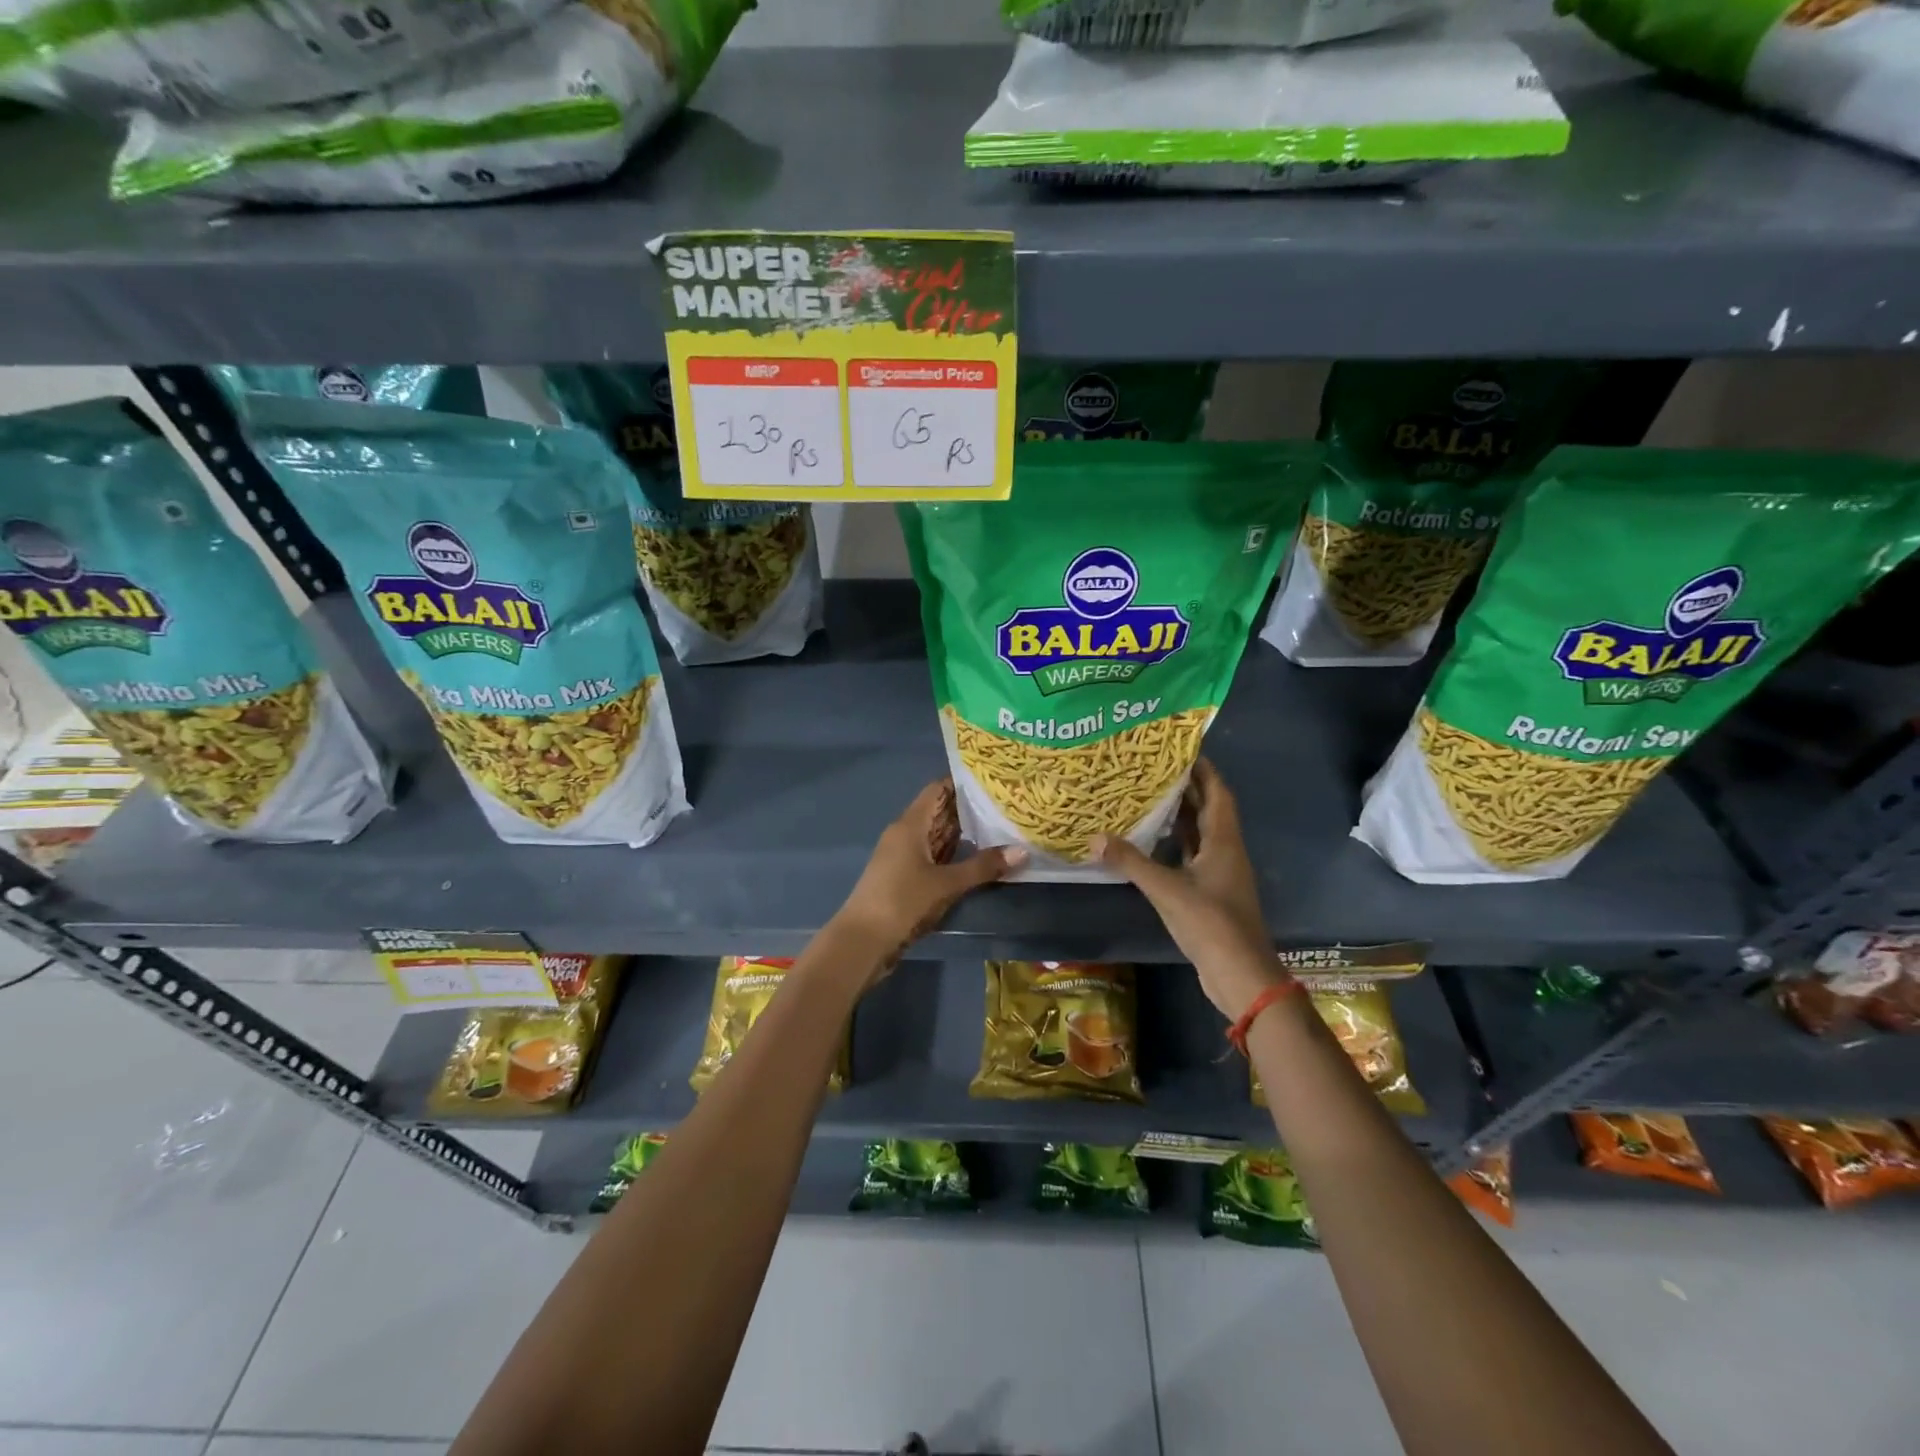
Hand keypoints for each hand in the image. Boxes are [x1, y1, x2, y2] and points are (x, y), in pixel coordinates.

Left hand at [834, 780, 1025, 969]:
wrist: (862, 941)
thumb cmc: (902, 901)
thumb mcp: (946, 884)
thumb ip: (983, 866)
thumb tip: (1023, 851)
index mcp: (910, 825)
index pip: (937, 791)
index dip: (962, 783)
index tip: (992, 780)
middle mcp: (905, 834)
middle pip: (939, 812)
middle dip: (969, 809)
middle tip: (1005, 803)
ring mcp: (904, 856)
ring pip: (937, 836)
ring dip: (963, 833)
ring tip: (999, 825)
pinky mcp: (905, 877)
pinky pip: (934, 856)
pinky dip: (954, 853)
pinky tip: (977, 857)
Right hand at [1092, 759, 1286, 1020]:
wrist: (1240, 975)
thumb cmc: (1211, 924)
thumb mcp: (1167, 890)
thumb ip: (1131, 862)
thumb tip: (1094, 838)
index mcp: (1224, 841)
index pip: (1217, 793)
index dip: (1203, 769)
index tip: (1179, 749)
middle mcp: (1225, 851)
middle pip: (1208, 810)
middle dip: (1185, 788)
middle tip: (1151, 769)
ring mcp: (1219, 874)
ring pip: (1199, 834)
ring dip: (1178, 816)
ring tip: (1146, 796)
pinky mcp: (1210, 893)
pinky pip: (1191, 856)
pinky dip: (1173, 844)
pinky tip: (1149, 841)